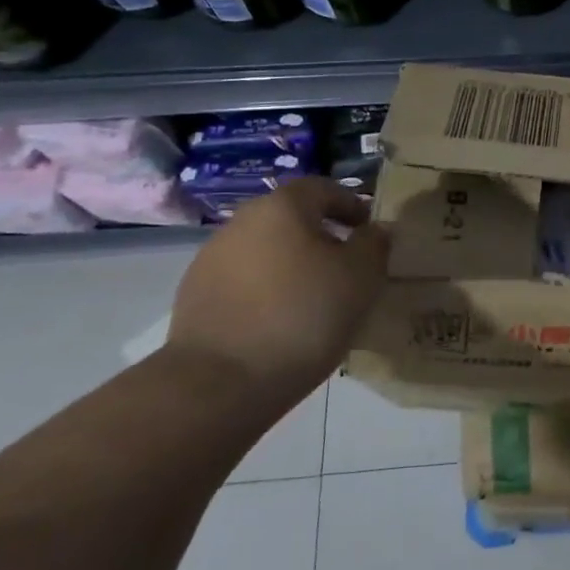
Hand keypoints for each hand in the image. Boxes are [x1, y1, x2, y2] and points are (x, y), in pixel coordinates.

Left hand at [167, 178, 388, 403]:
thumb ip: (374, 244)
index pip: (322, 188)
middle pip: (290, 218)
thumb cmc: (304, 315)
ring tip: (314, 298)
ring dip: (291, 264)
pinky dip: (266, 290)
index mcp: (282, 207)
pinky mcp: (194, 296)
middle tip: (346, 266)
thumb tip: (375, 230)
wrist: (221, 381)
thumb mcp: (361, 277)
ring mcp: (211, 259)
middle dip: (321, 235)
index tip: (368, 230)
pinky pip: (244, 281)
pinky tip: (280, 321)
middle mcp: (241, 222)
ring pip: (265, 250)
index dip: (350, 205)